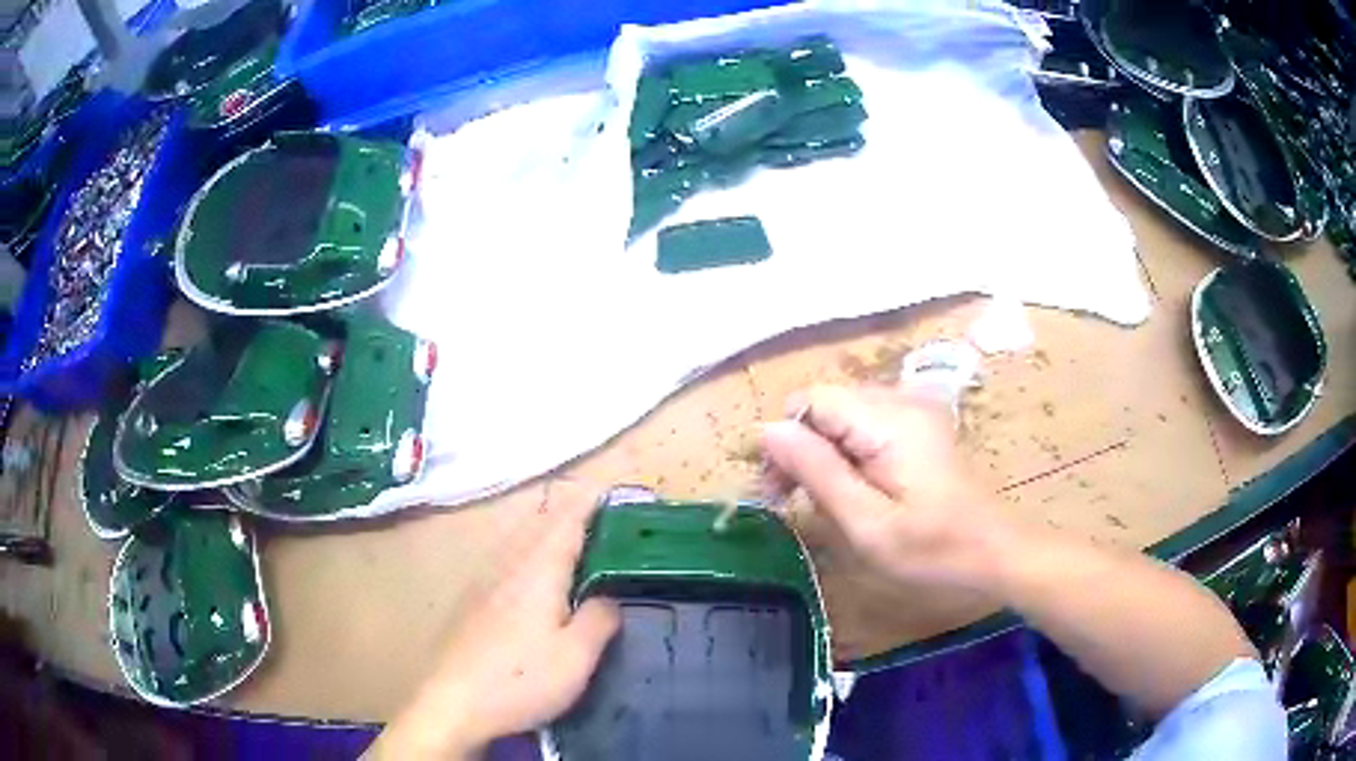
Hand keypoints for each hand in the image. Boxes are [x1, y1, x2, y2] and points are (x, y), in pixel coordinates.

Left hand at [368, 487, 619, 759]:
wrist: (451, 705)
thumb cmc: (519, 681)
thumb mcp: (576, 658)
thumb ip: (599, 619)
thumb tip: (610, 595)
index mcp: (537, 571)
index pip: (567, 521)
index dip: (590, 503)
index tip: (612, 491)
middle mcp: (507, 566)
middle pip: (540, 525)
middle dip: (570, 515)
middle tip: (603, 521)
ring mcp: (483, 583)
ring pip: (519, 543)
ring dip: (547, 534)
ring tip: (574, 544)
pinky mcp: (470, 603)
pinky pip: (505, 562)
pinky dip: (527, 556)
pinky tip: (532, 582)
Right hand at [760, 385, 1007, 592]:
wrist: (998, 553)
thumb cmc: (934, 550)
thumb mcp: (867, 523)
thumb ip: (817, 471)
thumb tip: (766, 430)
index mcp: (889, 420)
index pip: (810, 399)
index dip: (784, 439)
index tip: (779, 490)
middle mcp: (902, 400)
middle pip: (826, 404)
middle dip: (801, 447)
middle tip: (796, 503)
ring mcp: (916, 411)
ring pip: (844, 415)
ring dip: (823, 452)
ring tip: (825, 501)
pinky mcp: (922, 427)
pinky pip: (867, 426)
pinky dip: (849, 453)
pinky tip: (857, 489)